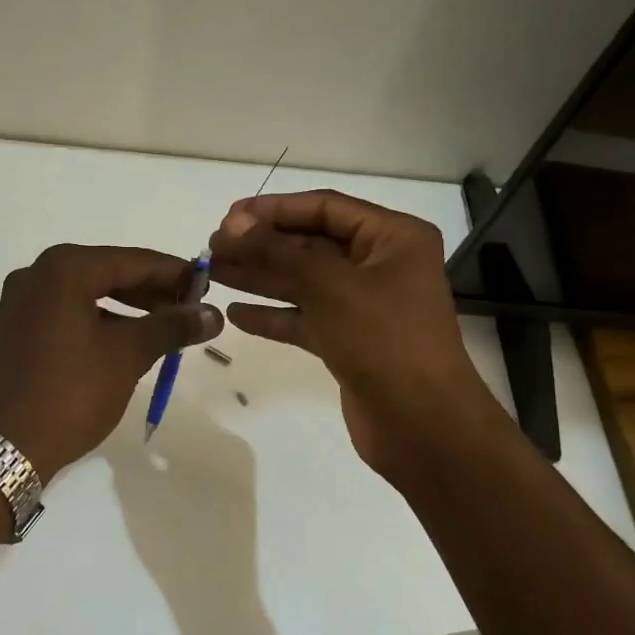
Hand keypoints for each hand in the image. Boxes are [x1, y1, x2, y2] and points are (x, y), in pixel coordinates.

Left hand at [0, 244, 222, 480]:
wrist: (2, 448)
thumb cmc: (70, 393)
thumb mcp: (127, 356)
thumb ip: (171, 327)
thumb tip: (213, 313)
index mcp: (64, 269)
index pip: (133, 261)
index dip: (175, 273)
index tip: (209, 286)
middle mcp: (37, 274)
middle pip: (108, 273)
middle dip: (152, 291)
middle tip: (191, 308)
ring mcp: (21, 303)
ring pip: (87, 294)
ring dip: (128, 308)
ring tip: (165, 328)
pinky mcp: (15, 330)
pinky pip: (67, 313)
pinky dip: (99, 321)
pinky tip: (125, 341)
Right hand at [207, 190, 491, 482]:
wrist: (422, 426)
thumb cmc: (384, 340)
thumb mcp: (329, 286)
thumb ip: (278, 252)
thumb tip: (233, 225)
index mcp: (392, 238)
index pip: (325, 207)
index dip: (274, 209)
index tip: (227, 218)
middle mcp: (380, 265)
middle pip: (310, 244)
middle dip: (261, 246)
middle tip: (212, 248)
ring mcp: (364, 306)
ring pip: (303, 282)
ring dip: (259, 278)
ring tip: (212, 274)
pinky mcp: (349, 341)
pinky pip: (305, 318)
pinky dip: (273, 315)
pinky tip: (235, 315)